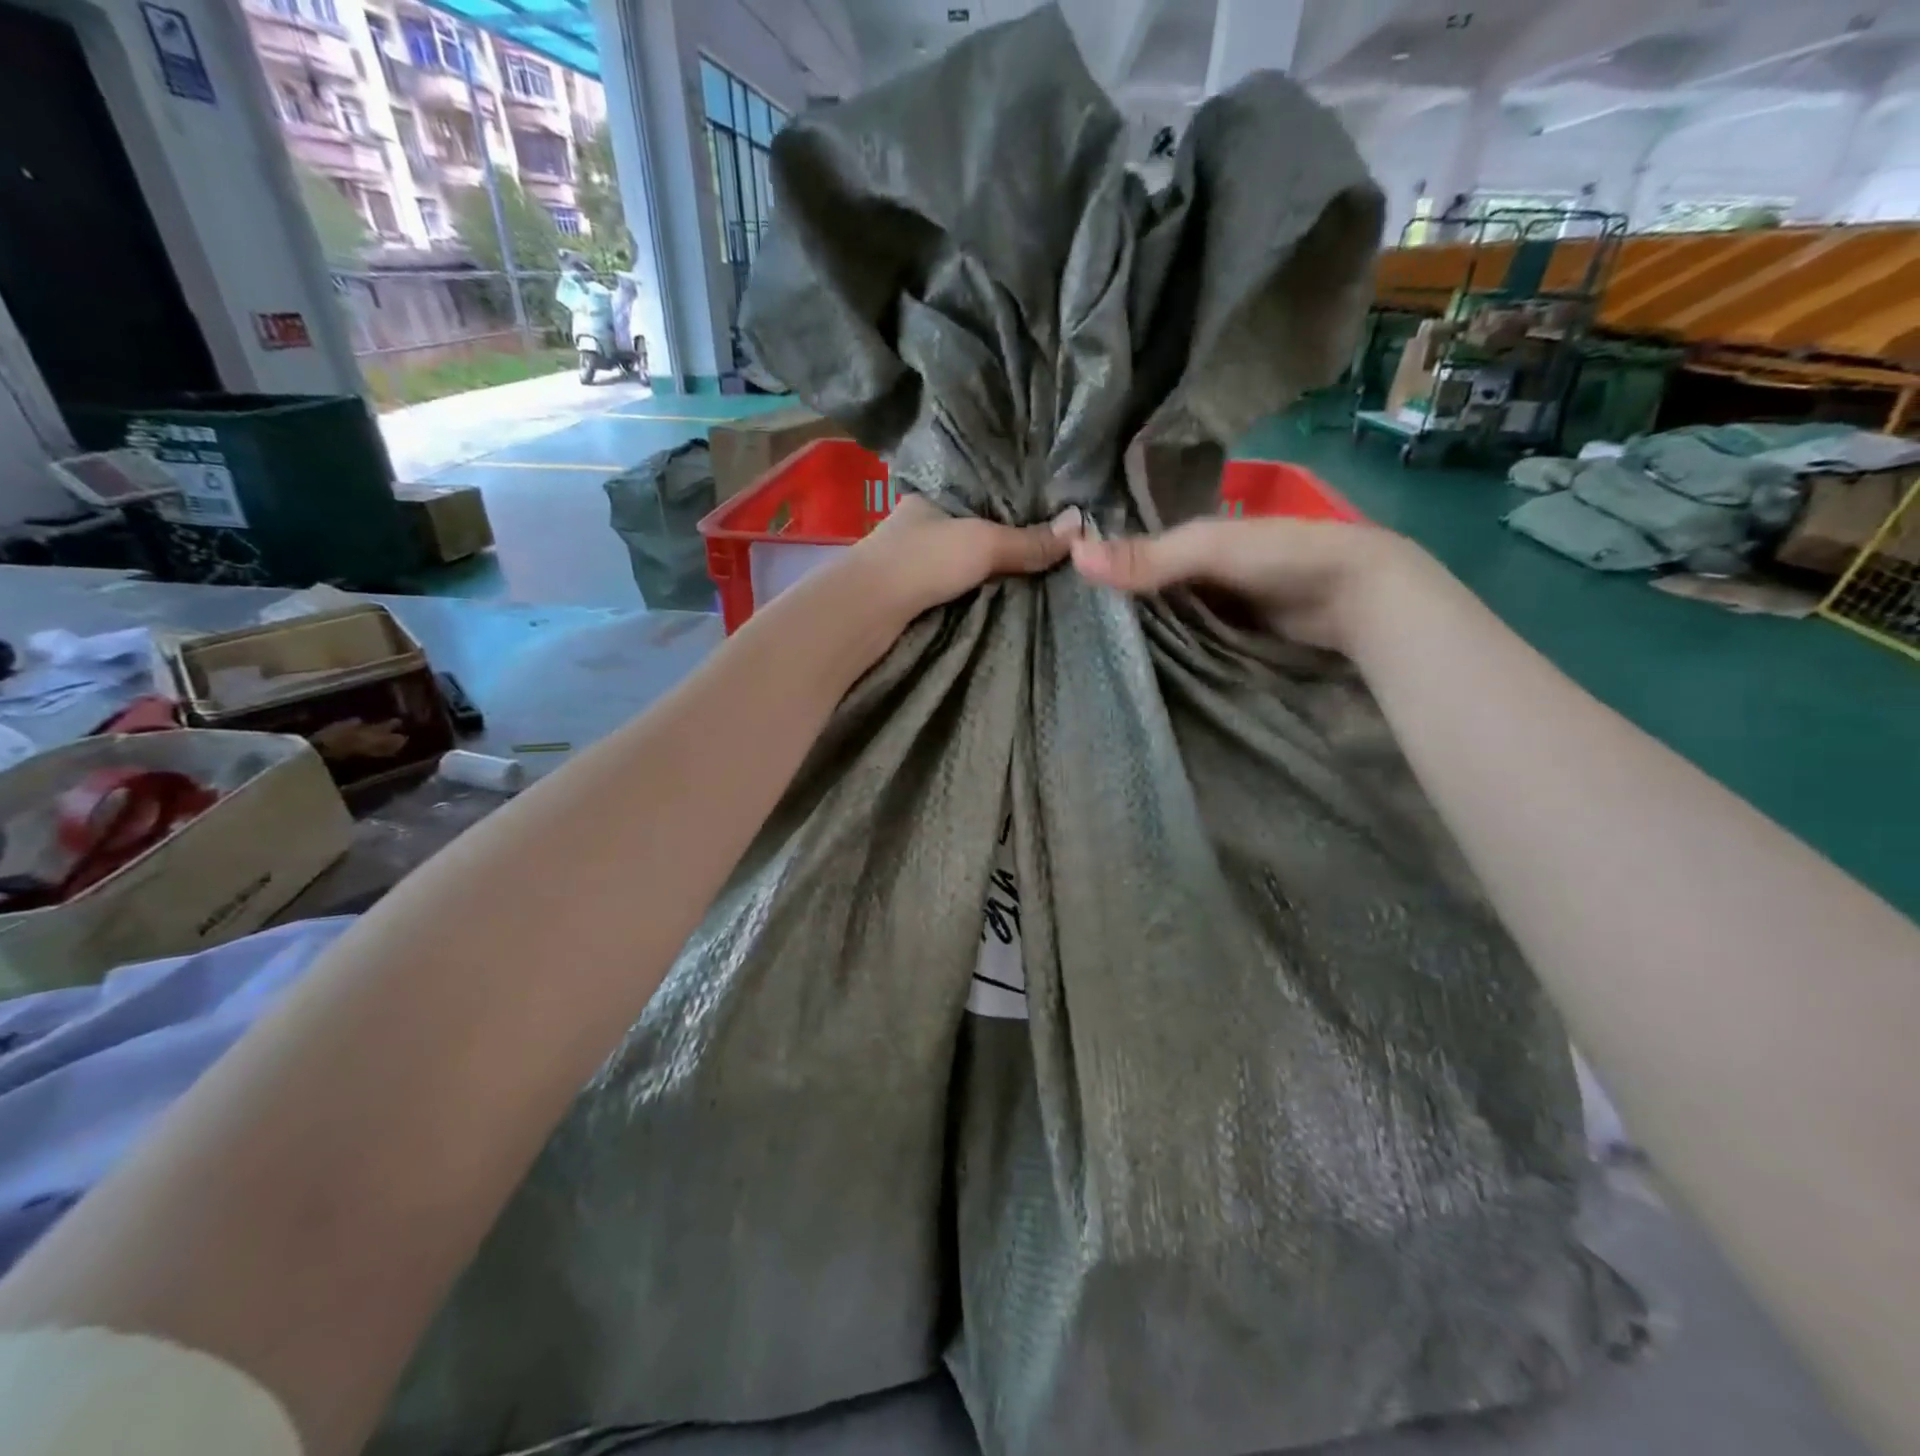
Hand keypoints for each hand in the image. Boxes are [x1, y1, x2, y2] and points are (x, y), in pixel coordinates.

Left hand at [853, 496, 1084, 619]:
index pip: (980, 489)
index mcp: (932, 495)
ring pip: (962, 556)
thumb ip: (1027, 540)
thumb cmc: (923, 560)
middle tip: (1049, 545)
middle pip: (973, 525)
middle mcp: (919, 522)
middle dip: (1005, 535)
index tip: (1047, 510)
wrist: (868, 610)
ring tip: (1035, 569)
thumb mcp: (983, 543)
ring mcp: (912, 557)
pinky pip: (954, 583)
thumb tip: (1079, 527)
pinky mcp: (910, 591)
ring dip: (990, 565)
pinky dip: (976, 586)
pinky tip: (1001, 592)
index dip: (1012, 498)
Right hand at [1070, 517, 1437, 656]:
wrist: (1357, 597)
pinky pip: (1185, 644)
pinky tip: (1132, 667)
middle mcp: (1197, 572)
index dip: (1099, 567)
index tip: (1053, 588)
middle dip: (1112, 605)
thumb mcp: (1207, 550)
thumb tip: (1072, 555)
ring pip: (1161, 620)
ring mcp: (1213, 607)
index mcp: (1191, 539)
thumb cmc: (1281, 557)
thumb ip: (1147, 557)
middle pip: (1143, 590)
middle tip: (1063, 632)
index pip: (1131, 552)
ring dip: (1135, 634)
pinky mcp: (1227, 639)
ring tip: (1083, 655)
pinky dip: (1164, 652)